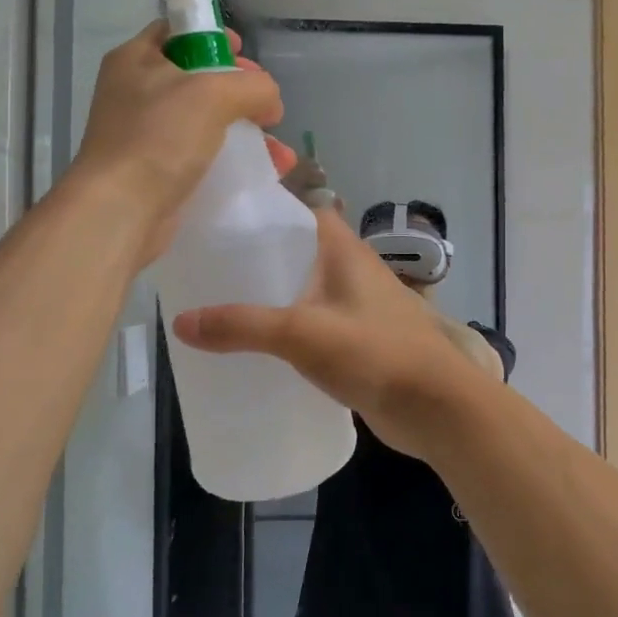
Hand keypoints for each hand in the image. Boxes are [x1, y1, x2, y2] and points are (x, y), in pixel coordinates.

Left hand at [73, 22, 294, 261]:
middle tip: (266, 108)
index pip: (178, 32)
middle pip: (198, 79)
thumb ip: (252, 86)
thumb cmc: (159, 137)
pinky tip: (266, 172)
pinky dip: (233, 161)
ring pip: (206, 123)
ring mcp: (145, 135)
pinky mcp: (157, 172)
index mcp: (136, 59)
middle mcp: (136, 93)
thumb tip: (269, 101)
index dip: (214, 37)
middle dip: (241, 93)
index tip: (244, 54)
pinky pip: (203, 157)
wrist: (121, 210)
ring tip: (280, 154)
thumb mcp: (213, 94)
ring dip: (247, 133)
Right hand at [171, 210, 490, 459]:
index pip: (299, 210)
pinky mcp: (359, 341)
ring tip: (221, 306)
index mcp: (343, 250)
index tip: (218, 218)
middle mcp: (351, 270)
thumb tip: (180, 322)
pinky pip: (314, 324)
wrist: (437, 408)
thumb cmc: (375, 353)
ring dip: (271, 297)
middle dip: (256, 258)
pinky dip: (288, 330)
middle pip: (296, 251)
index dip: (262, 208)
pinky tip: (258, 348)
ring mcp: (358, 307)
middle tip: (207, 268)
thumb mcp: (301, 334)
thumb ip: (243, 326)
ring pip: (304, 291)